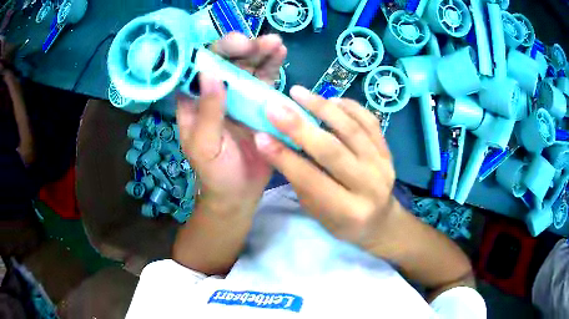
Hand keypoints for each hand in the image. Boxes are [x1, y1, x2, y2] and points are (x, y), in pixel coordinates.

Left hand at [177, 33, 286, 213]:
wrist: (238, 192)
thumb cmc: (215, 172)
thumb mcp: (205, 145)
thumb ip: (207, 111)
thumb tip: (210, 72)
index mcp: (193, 101)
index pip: (200, 67)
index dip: (216, 52)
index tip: (235, 45)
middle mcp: (214, 93)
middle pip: (226, 61)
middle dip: (243, 48)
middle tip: (260, 42)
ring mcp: (237, 96)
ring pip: (247, 66)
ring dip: (261, 52)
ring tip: (276, 43)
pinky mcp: (257, 102)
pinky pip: (264, 80)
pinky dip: (272, 66)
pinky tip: (281, 53)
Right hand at [254, 86, 396, 245]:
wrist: (381, 222)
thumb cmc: (344, 223)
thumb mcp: (318, 212)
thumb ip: (301, 180)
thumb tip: (277, 143)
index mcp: (348, 212)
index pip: (310, 180)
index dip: (283, 157)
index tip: (260, 136)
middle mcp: (369, 187)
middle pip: (332, 150)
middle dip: (299, 126)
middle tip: (275, 107)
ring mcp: (383, 166)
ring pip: (351, 130)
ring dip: (322, 107)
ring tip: (299, 93)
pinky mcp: (388, 152)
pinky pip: (370, 122)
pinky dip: (350, 107)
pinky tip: (331, 99)